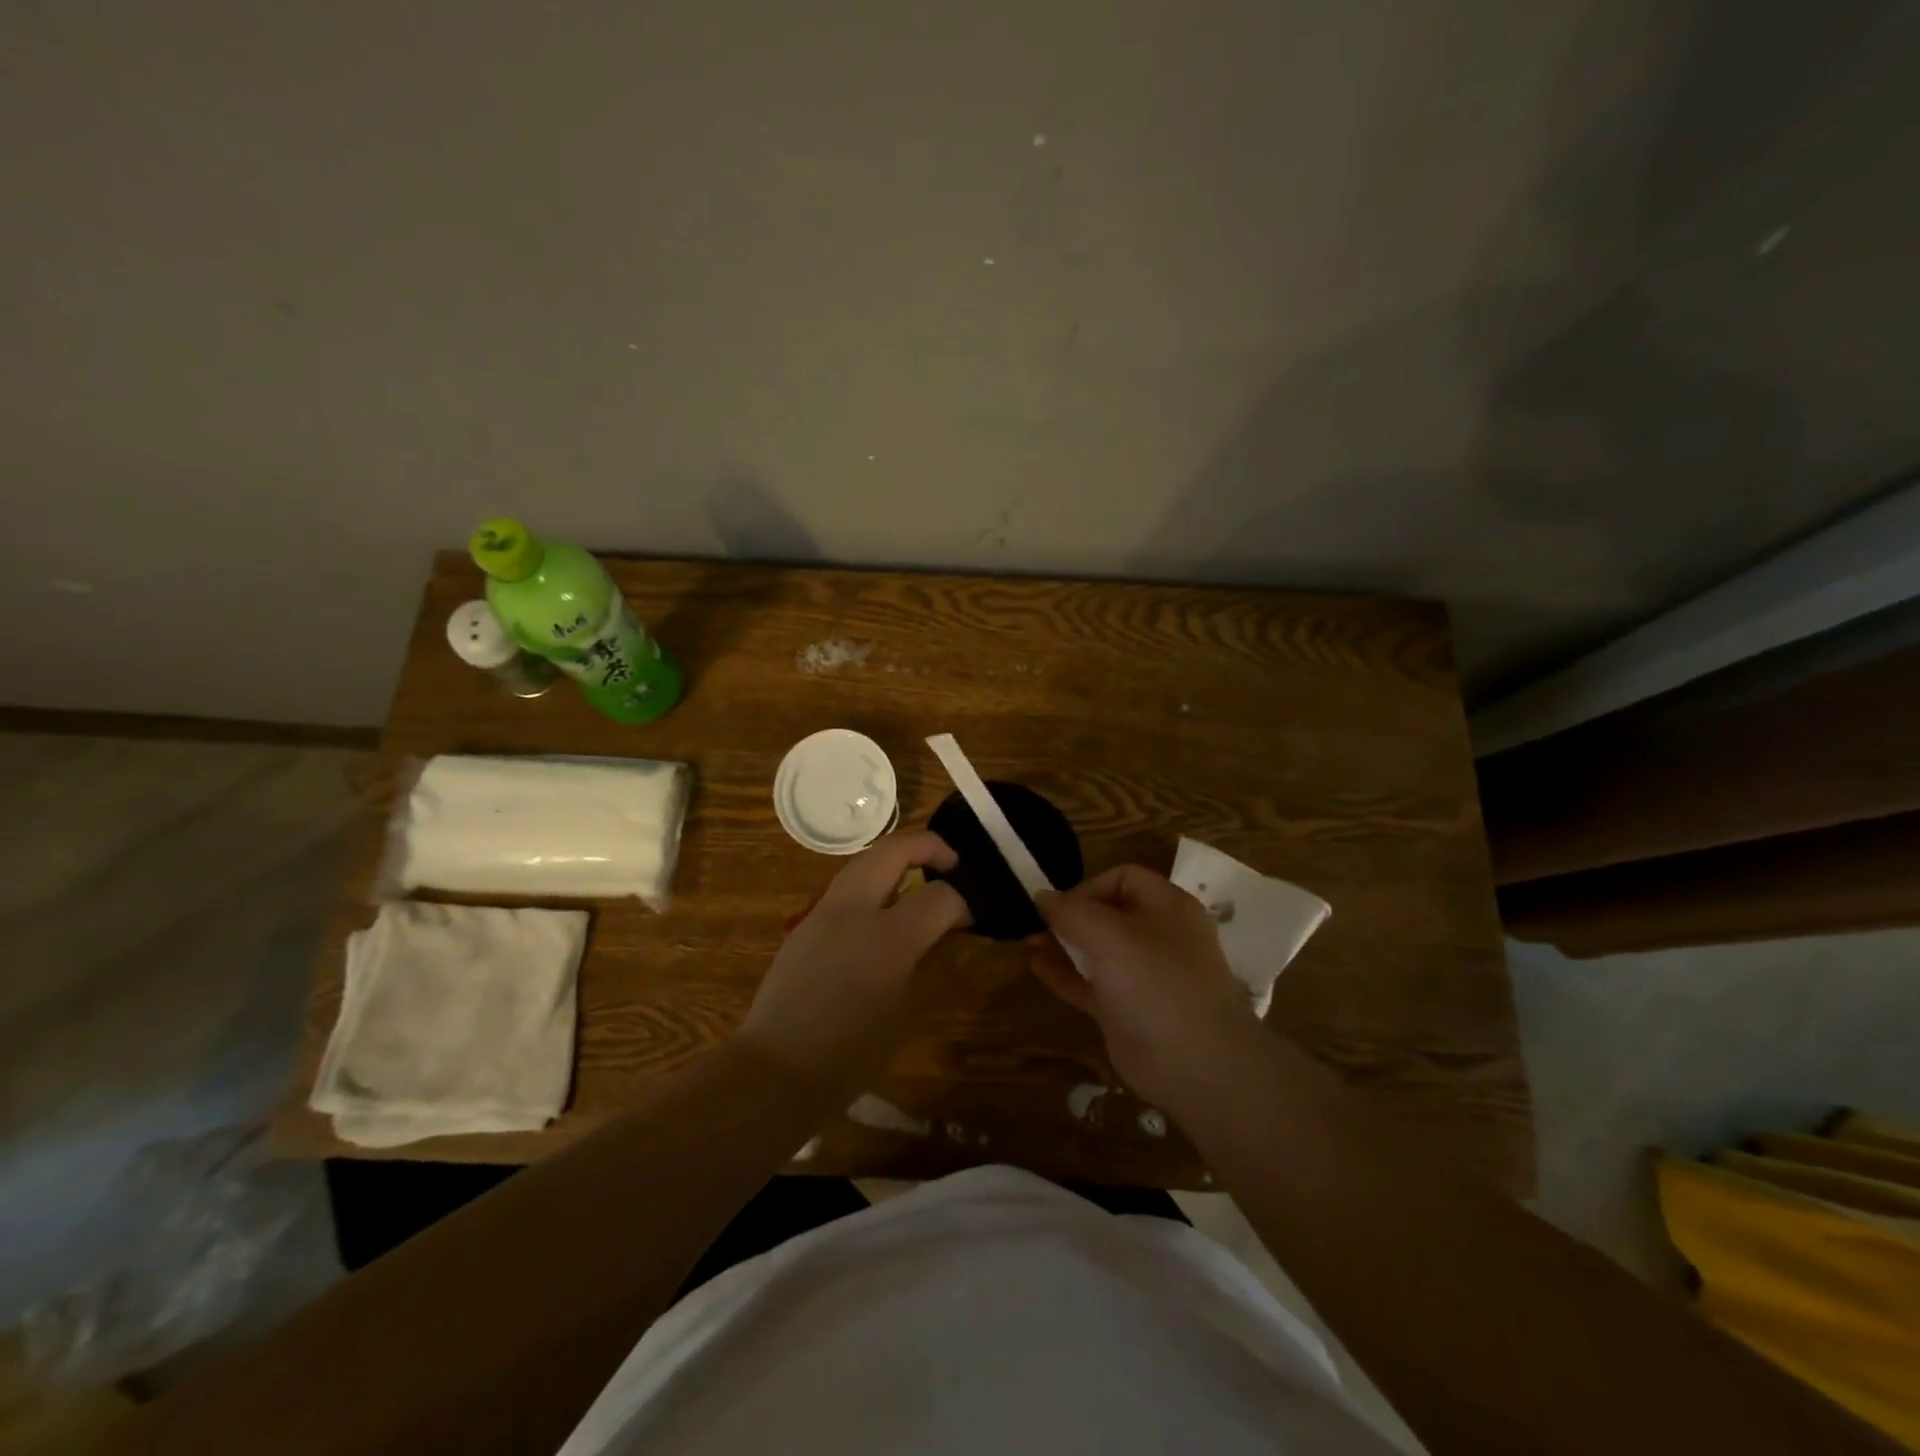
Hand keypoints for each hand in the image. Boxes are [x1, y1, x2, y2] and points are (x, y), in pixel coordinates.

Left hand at [737, 830, 969, 1092]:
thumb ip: (929, 960)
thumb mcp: (905, 1010)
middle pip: (895, 849)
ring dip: (898, 859)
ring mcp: (824, 911)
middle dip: (930, 846)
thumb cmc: (850, 1055)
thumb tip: (947, 929)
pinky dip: (875, 881)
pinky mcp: (806, 923)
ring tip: (922, 879)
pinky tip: (886, 908)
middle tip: (953, 864)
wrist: (776, 1070)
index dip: (964, 900)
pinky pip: (848, 885)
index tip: (974, 913)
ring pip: (866, 860)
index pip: (939, 895)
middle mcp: (853, 910)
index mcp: (887, 938)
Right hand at [1029, 864, 1262, 1111]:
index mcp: (1167, 906)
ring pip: (1098, 950)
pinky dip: (1066, 974)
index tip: (1059, 906)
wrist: (1196, 1065)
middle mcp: (1159, 936)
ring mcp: (1144, 976)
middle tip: (1035, 924)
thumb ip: (1070, 911)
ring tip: (1028, 942)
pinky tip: (1036, 967)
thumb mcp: (1108, 935)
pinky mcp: (1129, 1010)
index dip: (1088, 886)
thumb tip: (1041, 895)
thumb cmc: (1154, 981)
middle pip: (1108, 913)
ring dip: (1063, 943)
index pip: (1123, 878)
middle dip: (1070, 915)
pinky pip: (1093, 983)